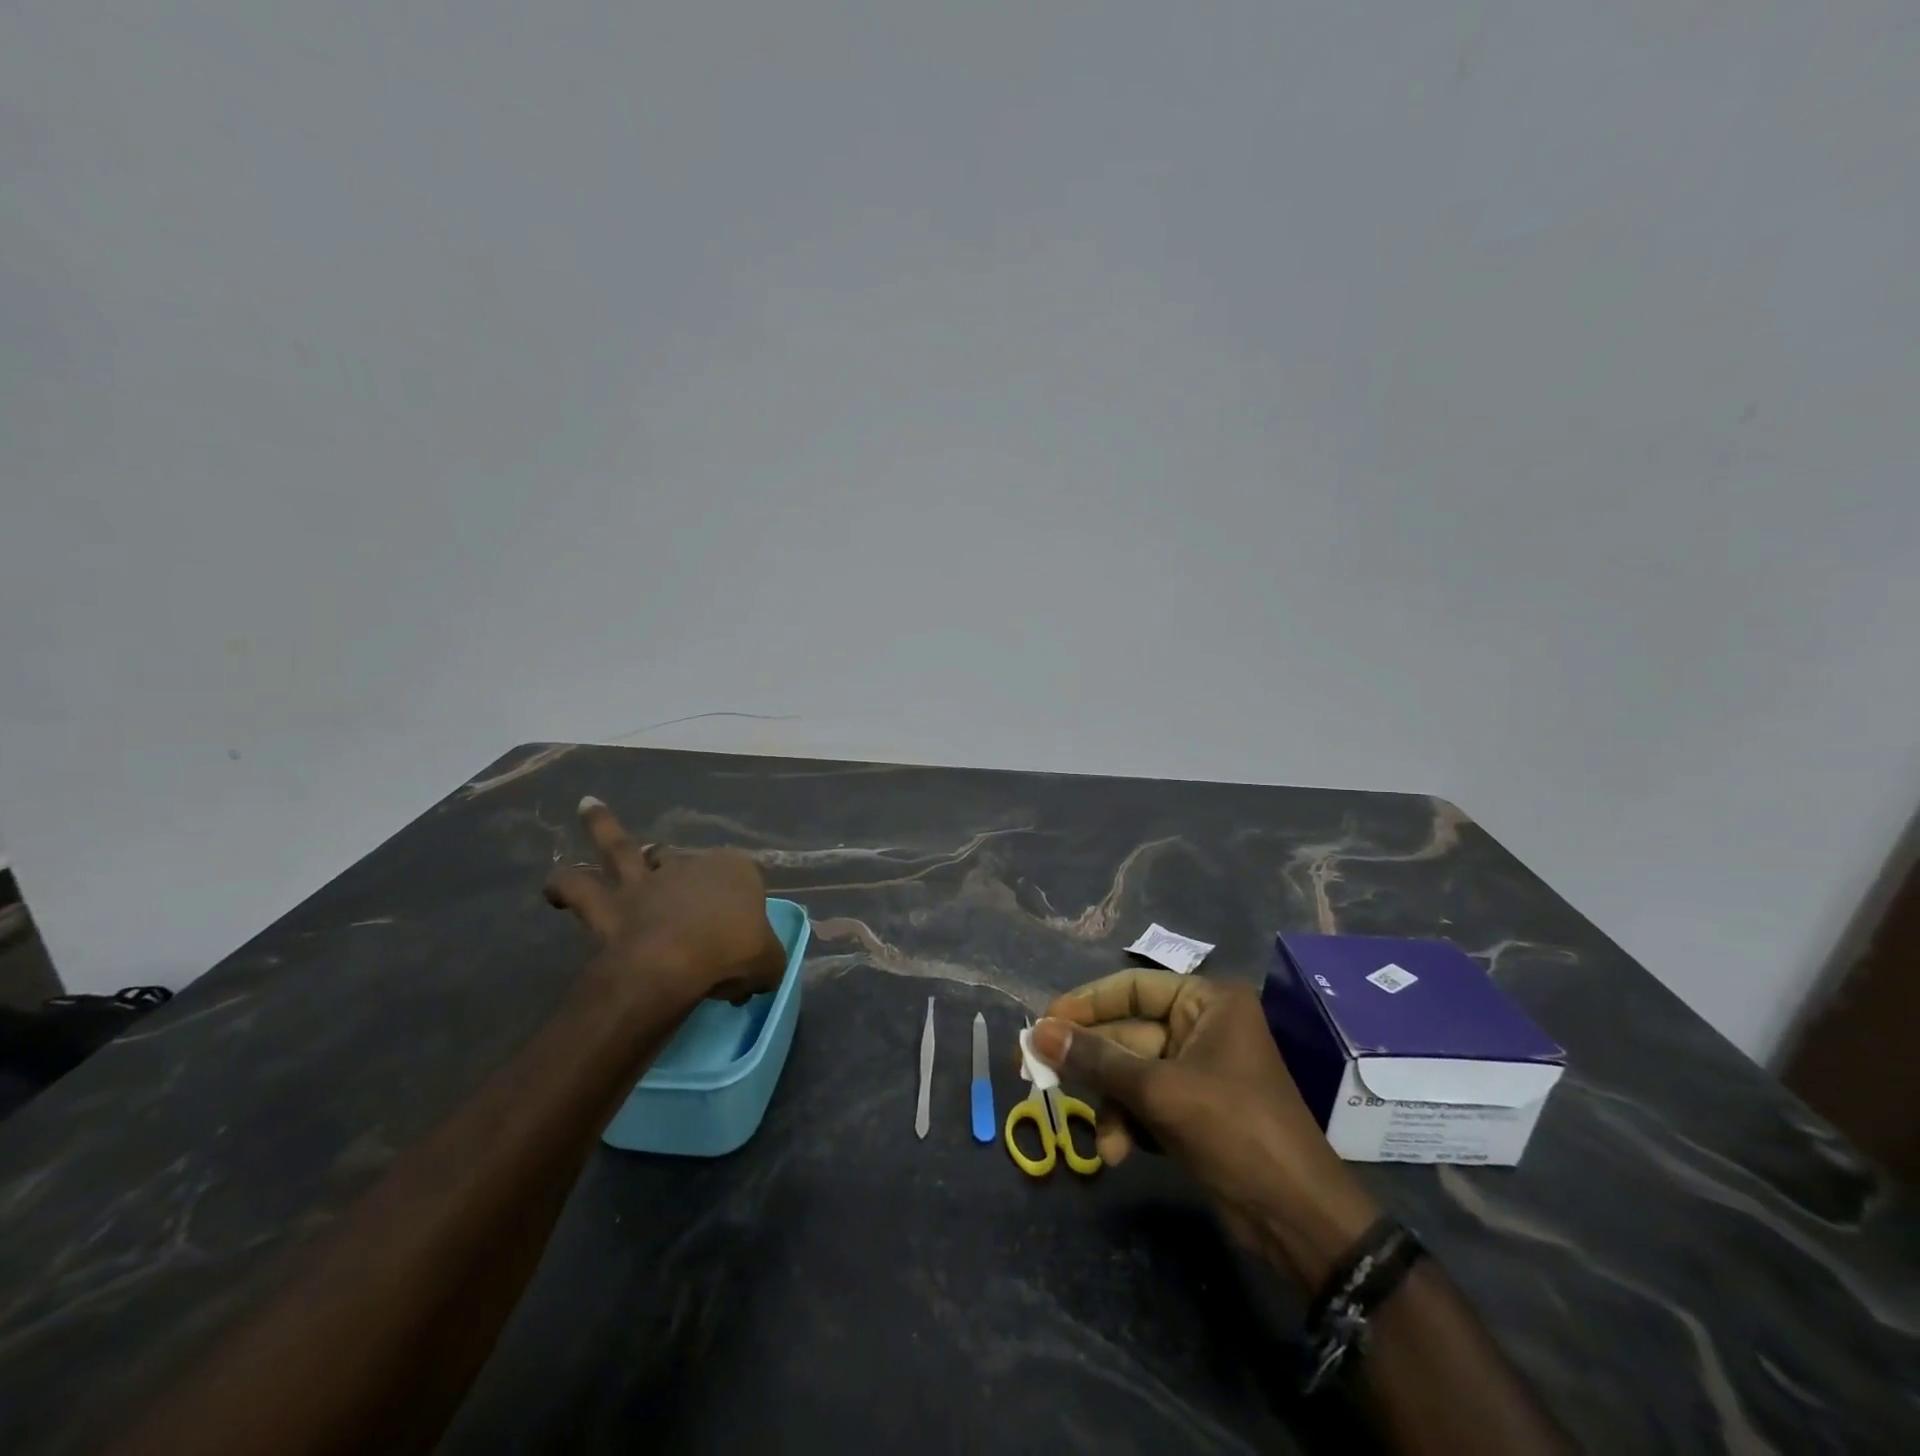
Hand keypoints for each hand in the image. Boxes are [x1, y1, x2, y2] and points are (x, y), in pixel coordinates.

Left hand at [544, 796, 786, 1004]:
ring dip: (602, 827)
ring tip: (587, 806)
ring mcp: (648, 880)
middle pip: (687, 862)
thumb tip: (757, 976)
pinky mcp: (612, 903)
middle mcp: (690, 865)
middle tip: (679, 883)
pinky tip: (552, 890)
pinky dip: (564, 886)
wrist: (675, 963)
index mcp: (736, 871)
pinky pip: (581, 889)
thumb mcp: (769, 963)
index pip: (744, 879)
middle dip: (682, 868)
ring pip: (623, 849)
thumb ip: (766, 964)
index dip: (743, 905)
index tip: (740, 937)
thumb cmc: (732, 954)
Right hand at [1031, 971, 1380, 1285]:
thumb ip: (1096, 1060)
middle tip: (1038, 1076)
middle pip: (1127, 1034)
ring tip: (1105, 1144)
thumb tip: (1037, 1032)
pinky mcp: (1194, 1110)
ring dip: (1111, 1105)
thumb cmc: (1236, 1132)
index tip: (1043, 1023)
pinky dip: (1129, 1123)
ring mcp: (1198, 1071)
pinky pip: (1145, 1102)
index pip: (1132, 988)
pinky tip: (1121, 1152)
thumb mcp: (1160, 1092)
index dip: (1085, 1003)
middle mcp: (1202, 1027)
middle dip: (1093, 1067)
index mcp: (1207, 1002)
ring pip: (1131, 1073)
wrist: (1299, 1220)